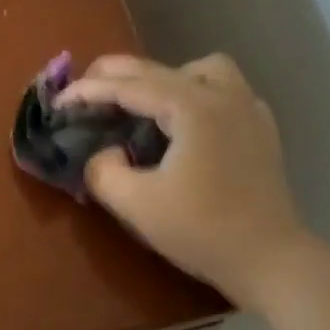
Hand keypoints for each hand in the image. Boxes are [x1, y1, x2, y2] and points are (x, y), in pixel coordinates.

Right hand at [58, 53, 308, 308]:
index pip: (129, 86)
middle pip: (161, 69)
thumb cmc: (202, 231)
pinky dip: (197, 95)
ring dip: (166, 79)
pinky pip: (225, 92)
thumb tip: (104, 152)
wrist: (270, 260)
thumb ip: (104, 171)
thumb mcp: (137, 205)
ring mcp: (248, 109)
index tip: (59, 102)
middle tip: (86, 93)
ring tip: (145, 106)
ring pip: (201, 70)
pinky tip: (185, 125)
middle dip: (117, 76)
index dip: (88, 91)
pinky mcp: (261, 130)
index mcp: (192, 107)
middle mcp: (223, 95)